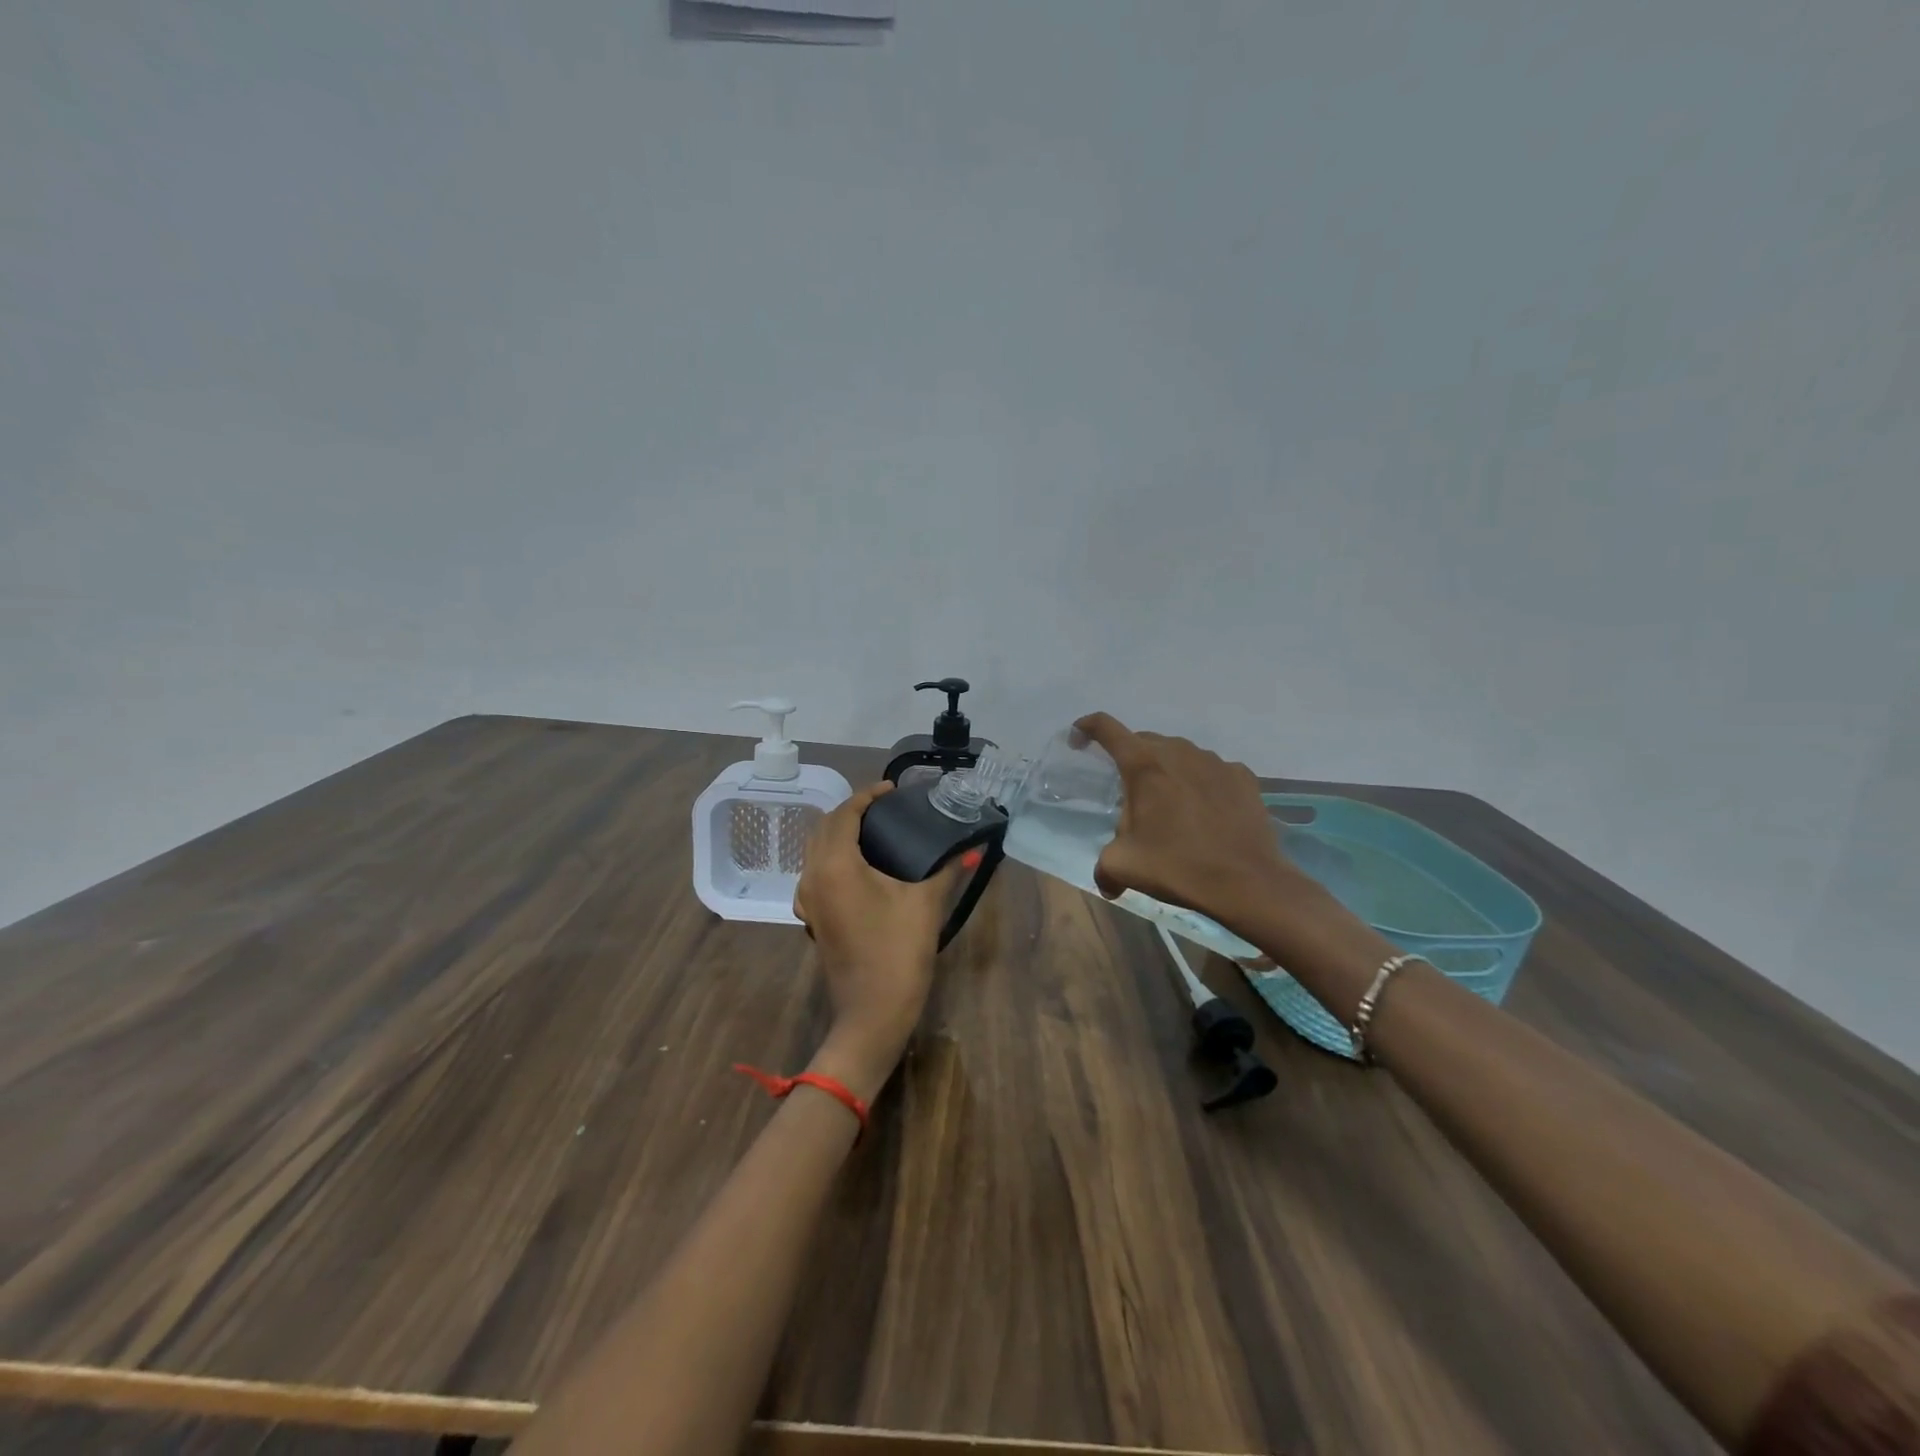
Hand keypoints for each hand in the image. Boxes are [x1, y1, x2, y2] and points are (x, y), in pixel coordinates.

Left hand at [793, 782, 958, 1099]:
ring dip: (840, 833)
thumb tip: (972, 848)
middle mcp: (812, 876)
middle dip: (851, 811)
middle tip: (885, 807)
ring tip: (875, 830)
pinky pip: (817, 872)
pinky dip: (834, 857)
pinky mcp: (812, 917)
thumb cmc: (898, 952)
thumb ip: (947, 869)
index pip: (845, 814)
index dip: (868, 796)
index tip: (893, 789)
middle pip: (825, 828)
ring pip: (816, 850)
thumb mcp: (925, 904)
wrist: (872, 1013)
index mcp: (835, 864)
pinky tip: (861, 866)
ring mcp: (807, 899)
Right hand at [1074, 712, 1298, 931]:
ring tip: (1169, 805)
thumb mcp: (1123, 866)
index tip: (1078, 739)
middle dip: (1129, 758)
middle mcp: (1178, 752)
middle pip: (1143, 741)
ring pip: (1179, 754)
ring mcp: (1215, 762)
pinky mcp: (1243, 777)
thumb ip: (1103, 866)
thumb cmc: (1177, 866)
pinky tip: (1204, 812)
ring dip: (1167, 771)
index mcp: (1143, 765)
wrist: (1247, 882)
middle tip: (1128, 792)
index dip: (1086, 728)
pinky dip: (1200, 783)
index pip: (1106, 728)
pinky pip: (1211, 771)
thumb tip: (1107, 881)